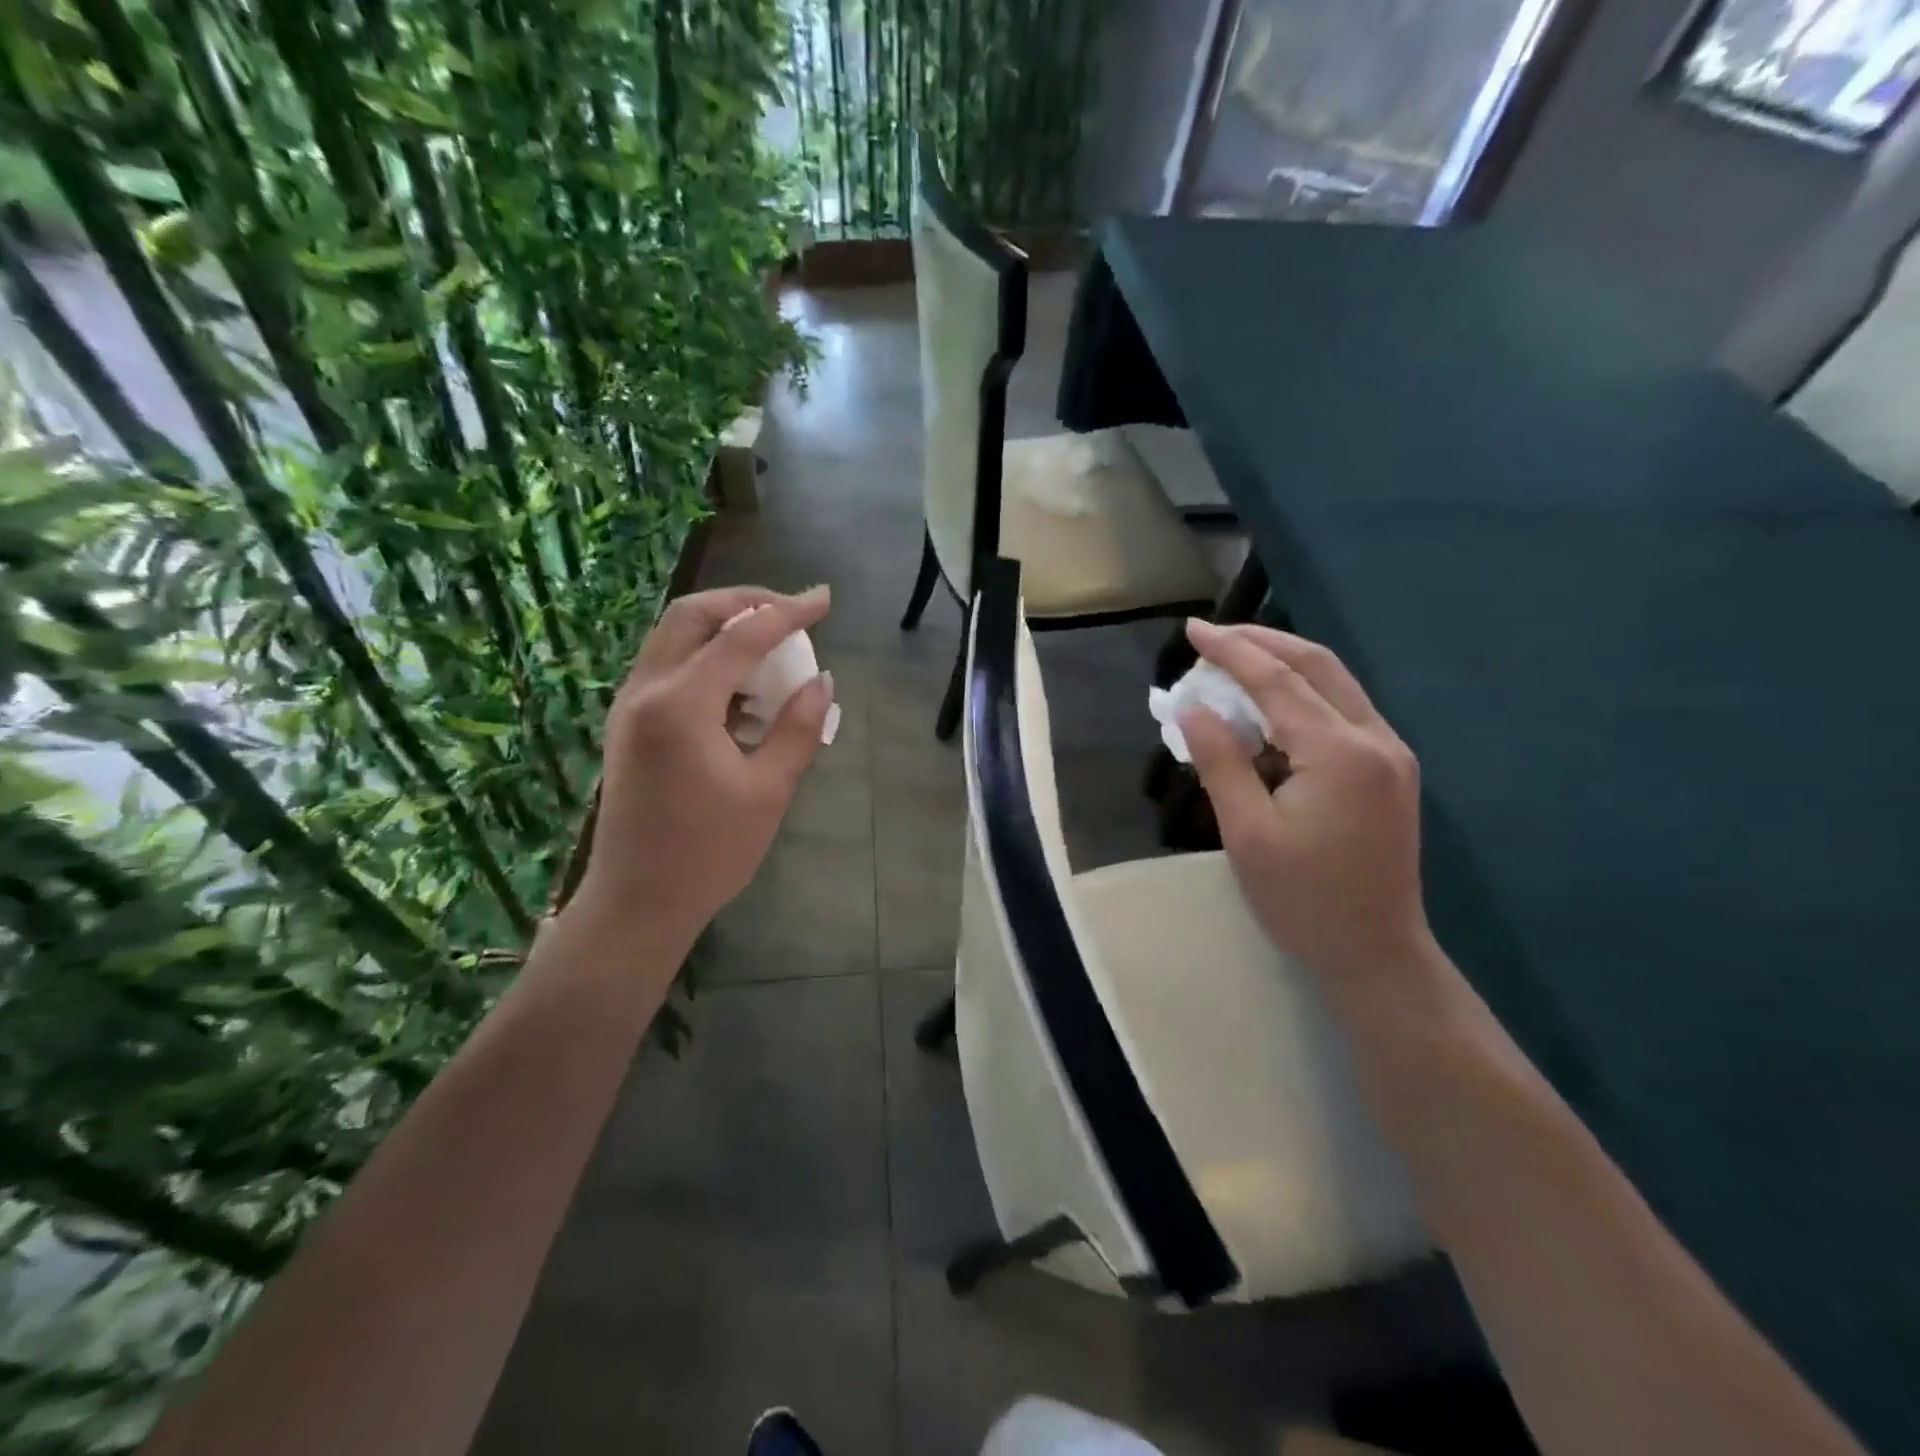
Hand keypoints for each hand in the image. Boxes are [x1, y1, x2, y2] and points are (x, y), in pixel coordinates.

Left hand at [569, 585, 833, 946]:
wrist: (637, 902)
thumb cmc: (709, 852)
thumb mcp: (768, 791)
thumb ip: (798, 728)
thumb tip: (821, 681)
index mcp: (681, 705)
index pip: (741, 636)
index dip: (787, 612)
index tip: (825, 599)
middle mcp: (645, 691)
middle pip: (692, 615)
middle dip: (745, 602)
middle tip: (790, 611)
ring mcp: (629, 706)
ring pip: (674, 636)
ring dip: (723, 627)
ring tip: (772, 647)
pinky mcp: (628, 724)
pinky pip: (668, 666)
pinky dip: (706, 657)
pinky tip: (742, 689)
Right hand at [1179, 619, 1432, 984]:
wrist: (1376, 953)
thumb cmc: (1303, 899)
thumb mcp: (1247, 833)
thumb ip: (1220, 762)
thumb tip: (1192, 708)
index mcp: (1339, 753)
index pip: (1277, 681)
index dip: (1232, 651)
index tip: (1193, 630)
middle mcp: (1374, 739)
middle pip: (1317, 666)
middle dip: (1263, 642)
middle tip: (1213, 637)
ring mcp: (1390, 754)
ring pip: (1335, 684)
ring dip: (1284, 665)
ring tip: (1234, 663)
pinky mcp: (1390, 770)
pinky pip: (1342, 711)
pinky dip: (1302, 696)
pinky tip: (1269, 708)